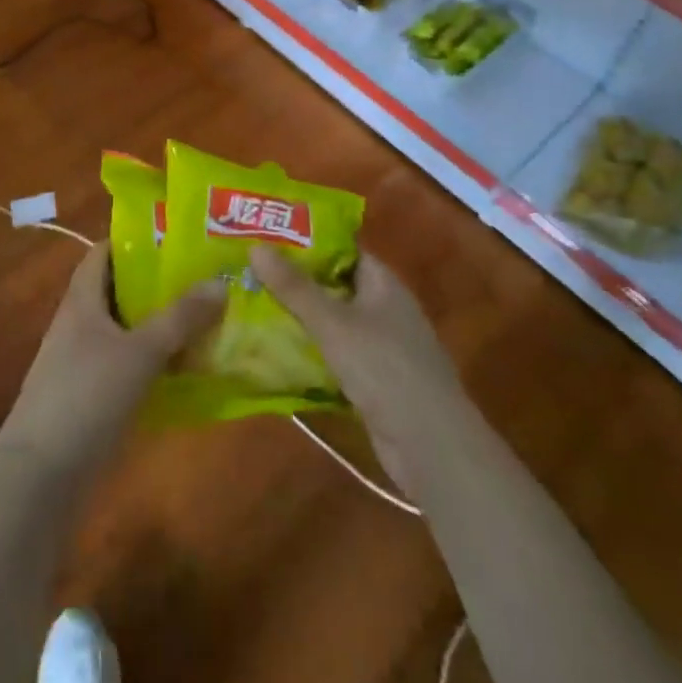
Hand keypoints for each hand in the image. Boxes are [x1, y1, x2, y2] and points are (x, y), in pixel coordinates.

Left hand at [0, 242, 224, 479]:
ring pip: (126, 330)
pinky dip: (152, 362)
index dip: (136, 240)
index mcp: (81, 299)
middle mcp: (79, 323)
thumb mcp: (139, 352)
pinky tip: (185, 372)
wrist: (39, 478)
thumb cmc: (86, 397)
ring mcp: (81, 362)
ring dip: (159, 326)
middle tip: (205, 279)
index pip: (104, 252)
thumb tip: (220, 281)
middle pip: (119, 290)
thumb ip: (180, 318)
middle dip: (158, 284)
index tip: (178, 239)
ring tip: (206, 320)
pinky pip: (126, 366)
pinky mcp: (89, 397)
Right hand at [251, 247, 473, 496]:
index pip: (343, 248)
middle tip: (250, 269)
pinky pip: (336, 354)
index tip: (268, 235)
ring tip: (252, 304)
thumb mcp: (333, 324)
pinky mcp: (375, 379)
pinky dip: (311, 351)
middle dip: (296, 279)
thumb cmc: (384, 369)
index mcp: (383, 283)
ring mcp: (381, 345)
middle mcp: (384, 307)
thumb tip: (255, 246)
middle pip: (334, 284)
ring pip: (333, 321)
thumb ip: (294, 287)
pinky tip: (276, 351)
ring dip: (300, 317)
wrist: (431, 447)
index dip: (307, 240)